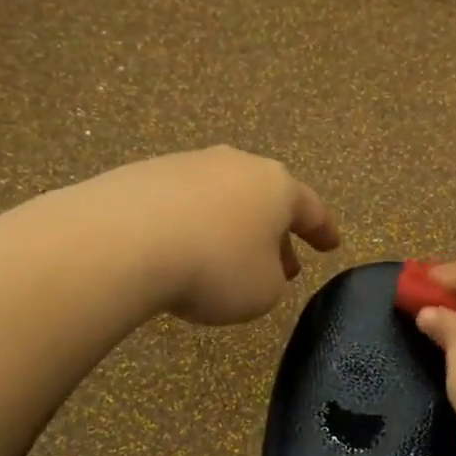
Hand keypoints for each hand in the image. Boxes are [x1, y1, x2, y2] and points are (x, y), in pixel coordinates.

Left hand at [105, 147, 339, 324]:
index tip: (332, 245)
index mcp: (276, 186)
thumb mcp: (264, 291)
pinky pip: (183, 206)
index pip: (311, 210)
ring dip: (233, 230)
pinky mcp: (144, 175)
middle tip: (284, 266)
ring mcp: (187, 165)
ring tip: (228, 263)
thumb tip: (256, 267)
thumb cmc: (215, 267)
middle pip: (265, 201)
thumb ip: (273, 279)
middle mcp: (236, 165)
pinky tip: (183, 254)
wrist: (122, 242)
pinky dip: (193, 228)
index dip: (324, 231)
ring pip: (223, 200)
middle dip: (276, 234)